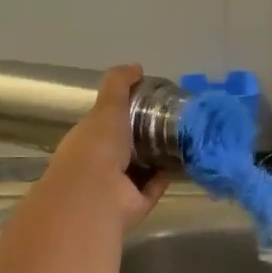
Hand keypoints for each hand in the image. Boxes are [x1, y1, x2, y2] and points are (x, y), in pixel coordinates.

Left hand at [34, 64, 169, 233]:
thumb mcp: (107, 107)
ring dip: (159, 157)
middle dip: (146, 136)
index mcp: (87, 141)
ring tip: (184, 138)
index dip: (125, 113)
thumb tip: (136, 67)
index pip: (106, 124)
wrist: (97, 195)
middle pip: (126, 148)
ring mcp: (117, 188)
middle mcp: (100, 165)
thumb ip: (119, 85)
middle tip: (174, 120)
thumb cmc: (97, 146)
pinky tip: (183, 161)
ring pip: (142, 169)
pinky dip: (166, 176)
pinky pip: (153, 187)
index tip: (150, 103)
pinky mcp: (135, 205)